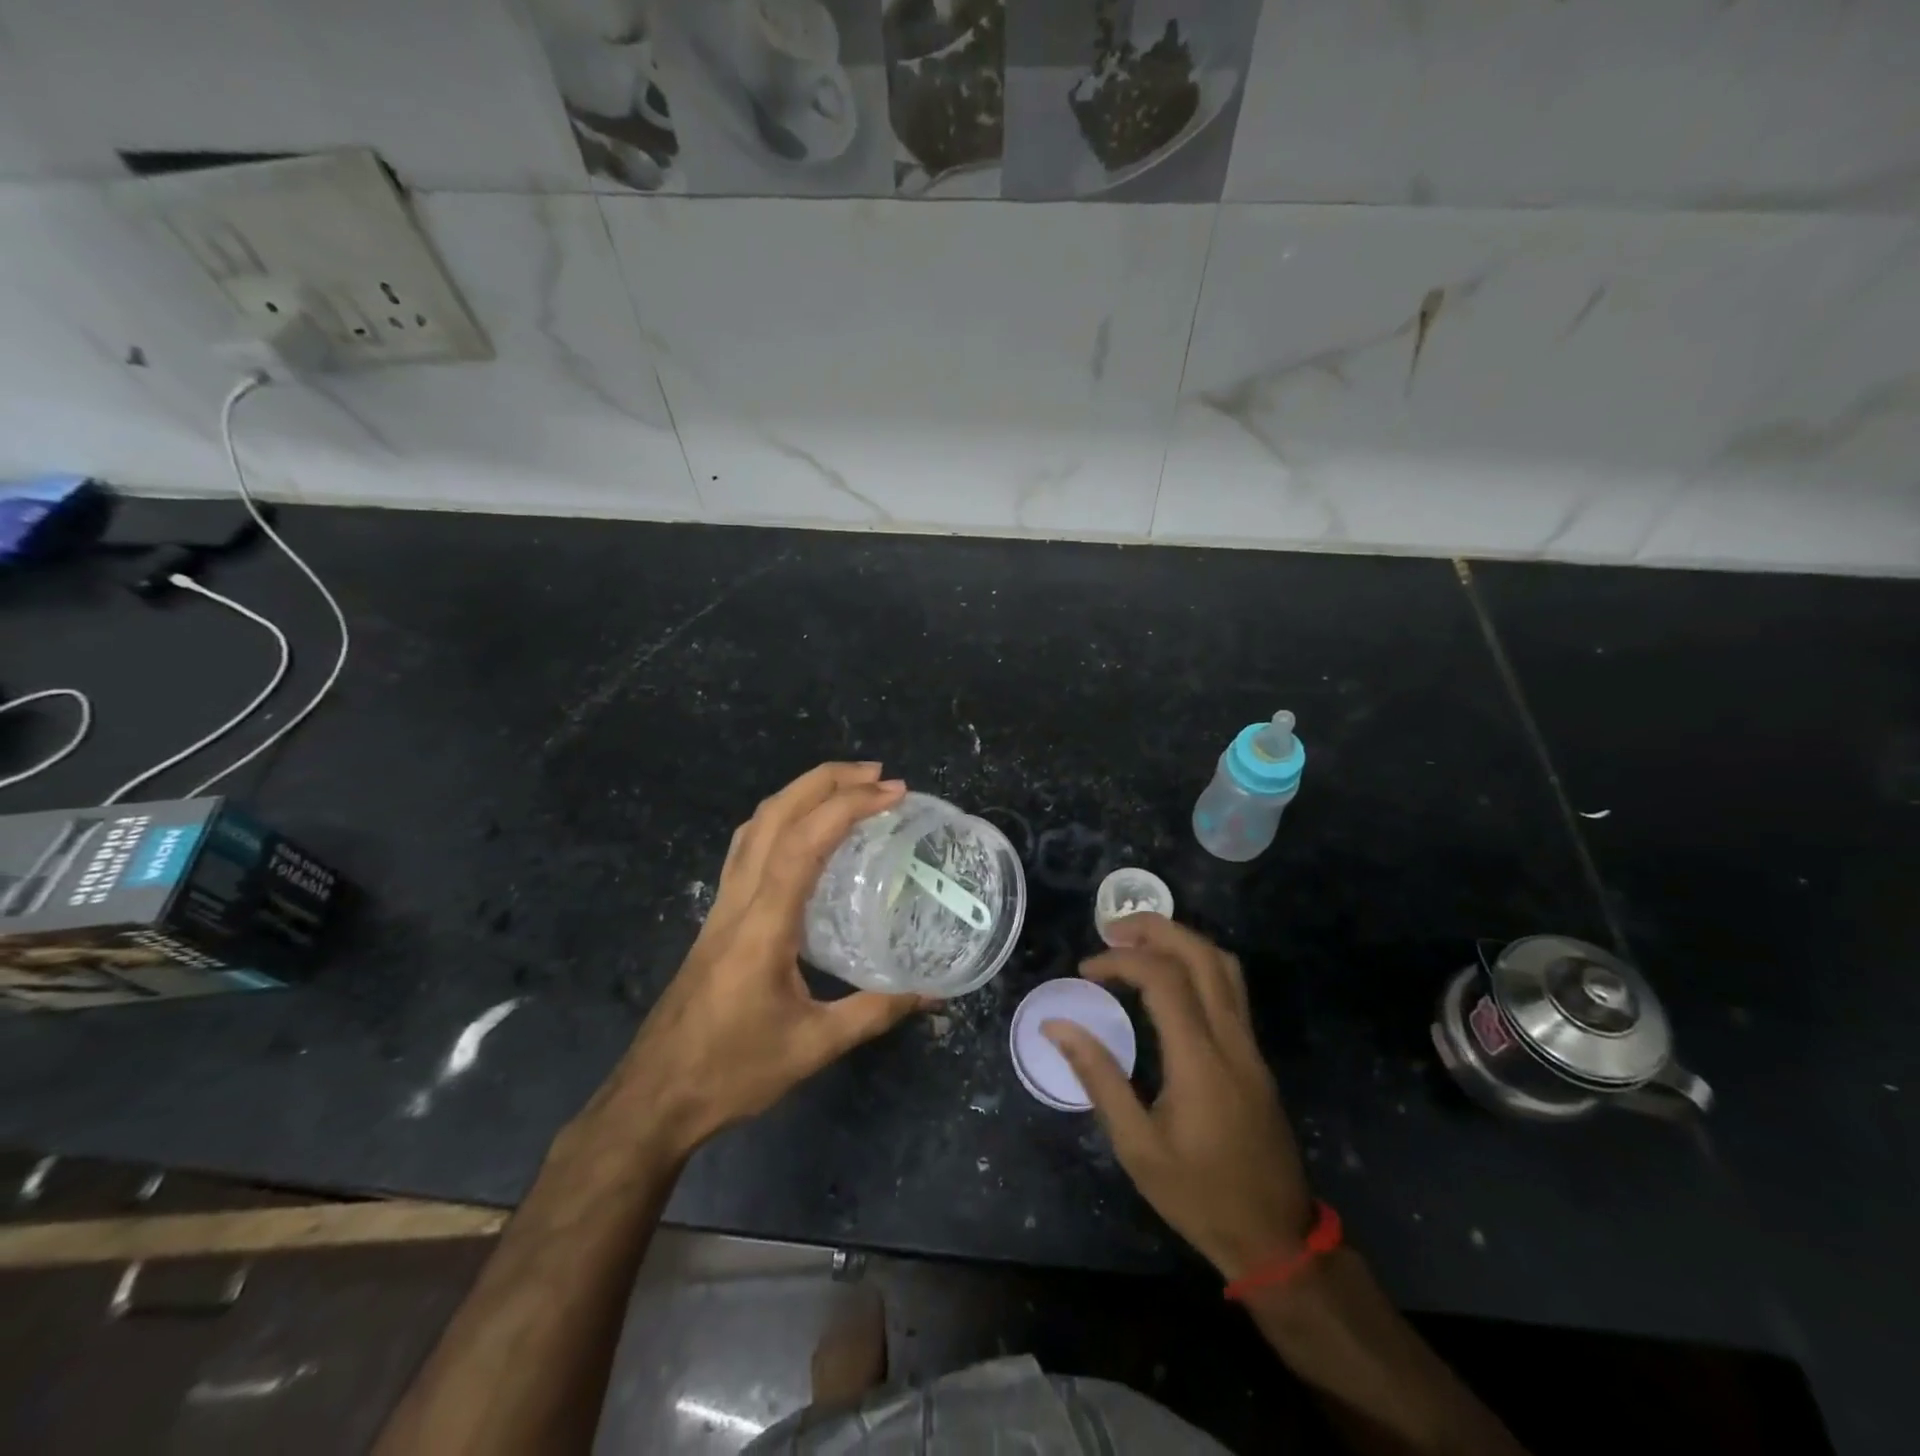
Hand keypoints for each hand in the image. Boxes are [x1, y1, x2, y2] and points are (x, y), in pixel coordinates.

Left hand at [607, 763, 923, 1158]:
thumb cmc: (731, 1072)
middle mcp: (738, 900)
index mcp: (763, 924)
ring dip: (800, 794)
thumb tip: (932, 994)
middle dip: (826, 781)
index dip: (849, 807)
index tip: (894, 793)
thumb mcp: (813, 1046)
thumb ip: (875, 1012)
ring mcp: (721, 906)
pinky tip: (804, 834)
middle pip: (774, 816)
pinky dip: (780, 821)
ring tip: (847, 789)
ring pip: (756, 826)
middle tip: (878, 775)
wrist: (653, 1098)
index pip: (804, 843)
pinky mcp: (717, 918)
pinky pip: (747, 849)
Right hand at [1043, 915, 1311, 1279]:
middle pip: (1201, 955)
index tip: (1086, 971)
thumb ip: (1098, 1077)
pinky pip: (1230, 989)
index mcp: (1199, 1059)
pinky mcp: (1255, 1056)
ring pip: (1224, 966)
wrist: (1276, 1239)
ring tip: (1138, 944)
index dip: (1120, 961)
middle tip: (1112, 930)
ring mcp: (1249, 1045)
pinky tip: (1169, 979)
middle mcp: (1231, 1039)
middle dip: (1155, 929)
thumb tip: (1057, 1026)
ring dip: (1180, 940)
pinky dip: (1197, 964)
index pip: (1163, 979)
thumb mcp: (1137, 1146)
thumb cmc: (1199, 1196)